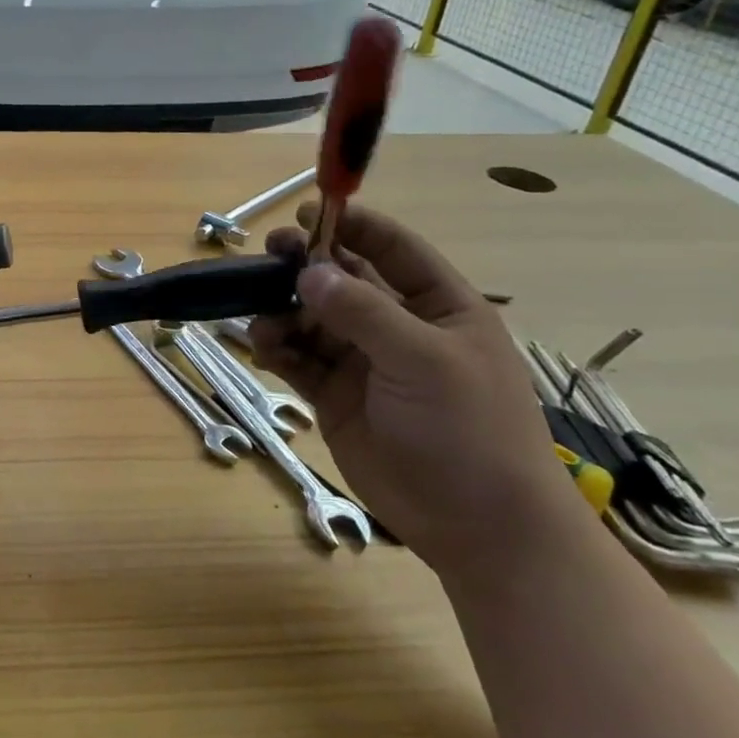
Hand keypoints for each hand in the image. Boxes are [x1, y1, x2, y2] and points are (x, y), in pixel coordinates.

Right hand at [247, 203, 583, 579]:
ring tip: (262, 320)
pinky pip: (297, 358)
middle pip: (342, 279)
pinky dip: (277, 348)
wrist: (476, 525)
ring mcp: (362, 361)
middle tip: (269, 256)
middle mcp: (397, 326)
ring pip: (311, 318)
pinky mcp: (334, 395)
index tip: (307, 212)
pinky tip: (263, 347)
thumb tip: (308, 272)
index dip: (353, 225)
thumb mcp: (424, 361)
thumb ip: (363, 312)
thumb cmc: (468, 430)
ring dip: (284, 310)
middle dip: (306, 265)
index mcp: (438, 306)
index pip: (392, 248)